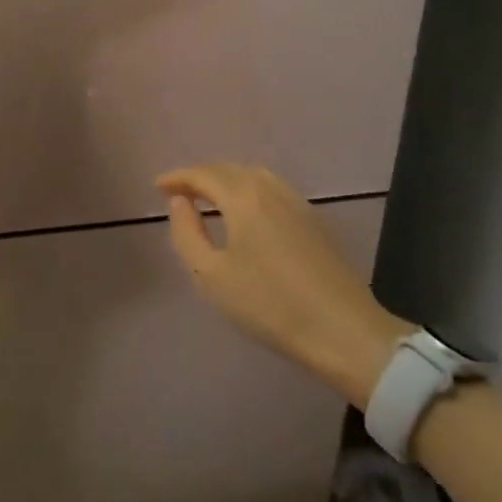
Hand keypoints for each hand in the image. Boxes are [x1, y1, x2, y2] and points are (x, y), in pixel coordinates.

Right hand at [155, 164, 408, 406]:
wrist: (343, 331)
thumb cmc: (269, 304)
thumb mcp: (211, 275)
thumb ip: (187, 233)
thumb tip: (180, 203)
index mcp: (243, 198)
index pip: (203, 174)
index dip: (177, 177)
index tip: (157, 187)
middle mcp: (270, 190)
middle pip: (229, 170)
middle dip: (201, 176)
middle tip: (179, 193)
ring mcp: (297, 203)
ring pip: (254, 176)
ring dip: (226, 180)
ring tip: (209, 198)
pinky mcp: (314, 220)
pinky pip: (272, 188)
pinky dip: (249, 189)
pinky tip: (246, 211)